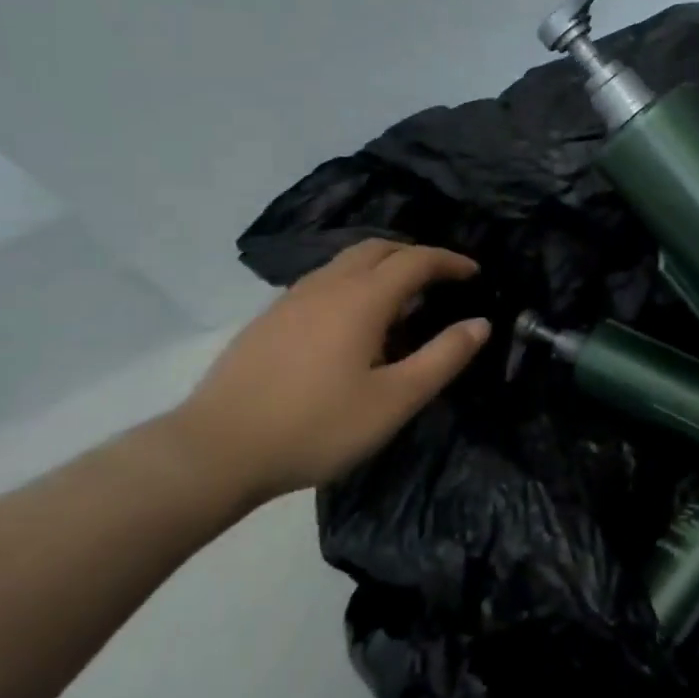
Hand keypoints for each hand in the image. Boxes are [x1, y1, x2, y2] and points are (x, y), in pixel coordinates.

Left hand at [158, 239, 487, 504]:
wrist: (217, 449)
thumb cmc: (316, 426)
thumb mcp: (394, 401)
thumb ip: (442, 358)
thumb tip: (481, 323)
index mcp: (361, 299)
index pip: (415, 260)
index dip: (449, 261)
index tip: (474, 273)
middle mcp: (326, 285)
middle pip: (377, 248)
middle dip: (415, 255)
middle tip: (440, 280)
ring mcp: (291, 299)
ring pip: (345, 262)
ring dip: (381, 266)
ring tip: (401, 298)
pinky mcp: (269, 319)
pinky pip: (323, 281)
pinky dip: (353, 282)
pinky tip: (352, 321)